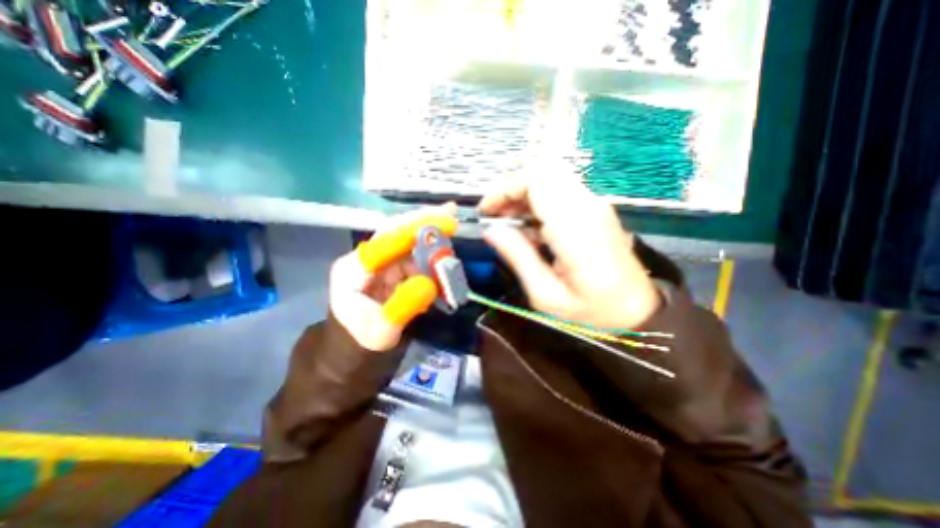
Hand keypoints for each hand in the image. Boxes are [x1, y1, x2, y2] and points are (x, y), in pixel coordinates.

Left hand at [329, 203, 457, 351]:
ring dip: (431, 237)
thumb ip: (403, 307)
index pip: (384, 242)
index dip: (413, 231)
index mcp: (354, 269)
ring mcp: (381, 261)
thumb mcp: (382, 331)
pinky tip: (444, 251)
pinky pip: (415, 255)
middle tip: (451, 211)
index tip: (443, 223)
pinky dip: (432, 253)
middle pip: (396, 232)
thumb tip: (429, 283)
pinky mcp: (393, 267)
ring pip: (409, 242)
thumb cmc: (363, 338)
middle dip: (423, 221)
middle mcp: (367, 258)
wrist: (357, 342)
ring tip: (452, 230)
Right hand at [481, 176, 655, 329]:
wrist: (639, 309)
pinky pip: (559, 191)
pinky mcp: (595, 209)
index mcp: (574, 227)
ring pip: (550, 177)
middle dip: (511, 189)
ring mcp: (594, 204)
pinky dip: (537, 201)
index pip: (537, 180)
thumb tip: (491, 231)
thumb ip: (518, 257)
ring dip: (523, 194)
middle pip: (542, 171)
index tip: (487, 211)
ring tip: (508, 221)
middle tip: (496, 215)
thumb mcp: (546, 295)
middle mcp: (587, 206)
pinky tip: (529, 226)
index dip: (505, 189)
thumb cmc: (593, 310)